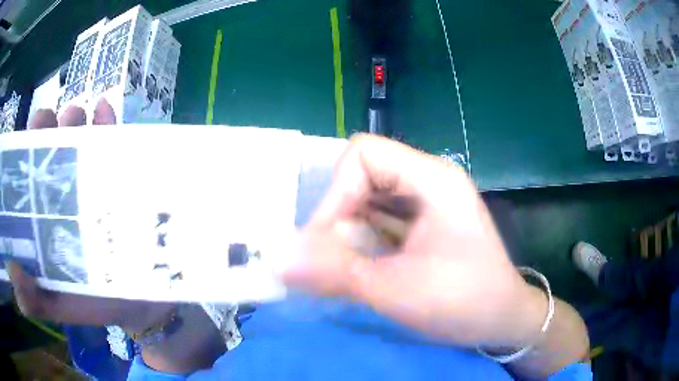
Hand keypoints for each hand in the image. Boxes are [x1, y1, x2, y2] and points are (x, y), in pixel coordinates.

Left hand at [7, 100, 175, 331]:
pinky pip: (112, 142)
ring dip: (73, 123)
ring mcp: (90, 183)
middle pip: (48, 156)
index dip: (18, 163)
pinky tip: (105, 107)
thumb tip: (12, 274)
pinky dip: (107, 122)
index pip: (25, 186)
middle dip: (44, 132)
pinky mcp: (118, 177)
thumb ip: (34, 300)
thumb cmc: (98, 303)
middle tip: (46, 119)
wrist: (144, 297)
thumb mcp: (61, 307)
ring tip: (75, 113)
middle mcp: (62, 196)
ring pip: (76, 142)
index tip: (17, 146)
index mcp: (43, 222)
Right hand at [284, 134, 546, 348]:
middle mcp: (429, 180)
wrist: (502, 320)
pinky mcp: (424, 223)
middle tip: (328, 255)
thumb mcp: (395, 290)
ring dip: (348, 229)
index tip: (325, 238)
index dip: (337, 191)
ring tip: (341, 263)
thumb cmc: (463, 302)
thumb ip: (334, 272)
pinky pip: (380, 218)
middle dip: (339, 213)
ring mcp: (427, 201)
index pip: (364, 154)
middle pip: (363, 174)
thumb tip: (278, 261)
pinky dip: (361, 239)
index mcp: (432, 179)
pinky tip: (358, 264)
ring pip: (368, 198)